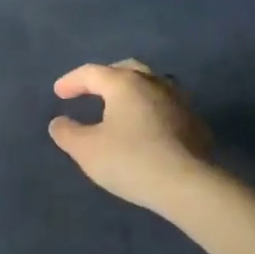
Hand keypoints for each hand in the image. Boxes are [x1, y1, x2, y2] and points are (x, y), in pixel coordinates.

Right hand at [48, 59, 212, 213]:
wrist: (188, 185)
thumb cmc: (130, 161)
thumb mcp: (86, 150)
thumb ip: (67, 133)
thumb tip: (59, 122)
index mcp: (124, 83)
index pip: (92, 72)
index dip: (72, 81)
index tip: (59, 93)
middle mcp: (154, 83)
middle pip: (126, 68)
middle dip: (105, 76)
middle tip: (92, 89)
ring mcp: (179, 101)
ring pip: (152, 84)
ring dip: (132, 90)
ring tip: (121, 105)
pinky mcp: (195, 123)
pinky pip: (167, 106)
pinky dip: (151, 109)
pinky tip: (147, 127)